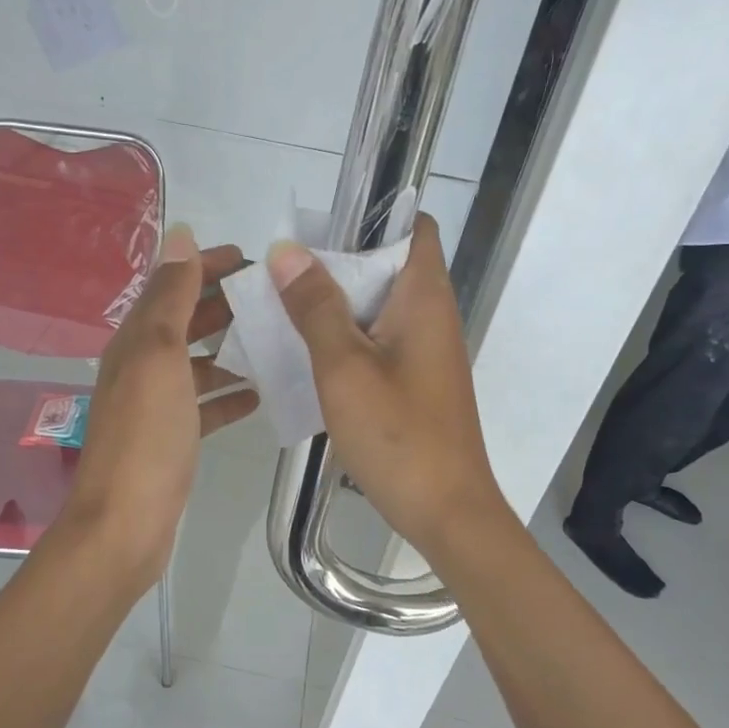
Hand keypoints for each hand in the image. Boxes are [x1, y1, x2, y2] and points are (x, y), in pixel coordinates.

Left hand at [63, 227, 257, 586]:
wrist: (126, 522)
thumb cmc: (147, 436)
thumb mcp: (160, 355)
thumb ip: (172, 297)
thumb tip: (181, 237)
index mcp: (136, 340)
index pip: (171, 285)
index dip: (204, 266)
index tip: (250, 259)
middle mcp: (142, 366)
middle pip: (184, 322)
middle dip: (222, 304)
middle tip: (271, 299)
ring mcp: (156, 405)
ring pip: (196, 364)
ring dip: (229, 349)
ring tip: (273, 342)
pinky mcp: (172, 439)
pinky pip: (203, 406)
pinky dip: (227, 396)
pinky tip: (258, 395)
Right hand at [268, 214, 507, 559]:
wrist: (446, 511)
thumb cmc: (398, 435)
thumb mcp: (344, 367)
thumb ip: (316, 307)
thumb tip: (286, 251)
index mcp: (425, 298)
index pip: (414, 227)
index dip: (372, 217)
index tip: (318, 229)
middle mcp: (431, 316)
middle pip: (388, 265)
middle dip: (337, 262)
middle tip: (282, 273)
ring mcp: (425, 352)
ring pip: (378, 307)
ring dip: (336, 304)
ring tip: (284, 309)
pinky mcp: (415, 382)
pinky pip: (377, 342)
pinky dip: (346, 339)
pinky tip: (308, 356)